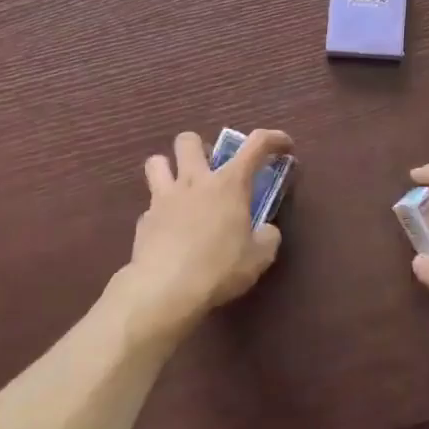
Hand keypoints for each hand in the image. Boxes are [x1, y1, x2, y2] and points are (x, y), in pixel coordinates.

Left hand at [118, 129, 292, 336]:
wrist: (166, 290)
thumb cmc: (220, 268)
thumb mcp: (260, 257)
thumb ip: (267, 237)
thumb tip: (265, 231)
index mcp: (229, 184)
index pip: (256, 145)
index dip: (274, 139)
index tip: (285, 146)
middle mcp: (194, 181)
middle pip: (188, 140)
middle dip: (201, 148)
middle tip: (212, 170)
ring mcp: (163, 198)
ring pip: (156, 161)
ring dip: (169, 168)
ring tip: (182, 189)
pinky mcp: (144, 221)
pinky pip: (151, 205)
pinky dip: (161, 212)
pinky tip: (171, 232)